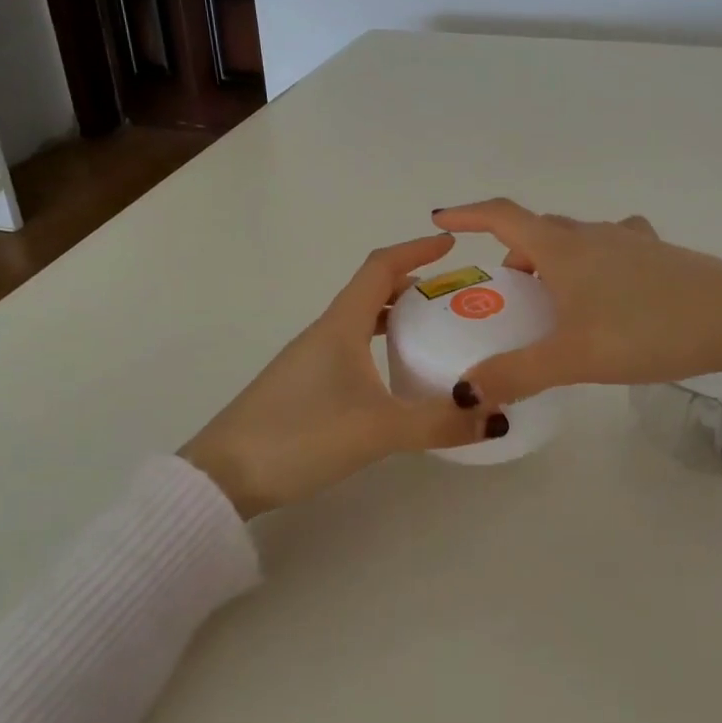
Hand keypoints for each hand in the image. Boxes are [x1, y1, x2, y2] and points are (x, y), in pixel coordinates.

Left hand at [181, 235, 505, 516]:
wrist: (223, 477)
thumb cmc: (300, 436)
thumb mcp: (378, 430)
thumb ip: (439, 423)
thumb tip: (498, 418)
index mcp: (341, 325)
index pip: (380, 267)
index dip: (416, 250)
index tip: (451, 245)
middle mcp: (325, 332)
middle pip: (373, 291)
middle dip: (415, 285)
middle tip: (455, 297)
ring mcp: (311, 359)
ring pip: (361, 322)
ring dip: (397, 316)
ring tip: (435, 332)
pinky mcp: (304, 385)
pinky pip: (352, 348)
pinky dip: (380, 346)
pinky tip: (395, 377)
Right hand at [431, 200, 721, 408]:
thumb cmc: (644, 329)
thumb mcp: (573, 357)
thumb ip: (516, 373)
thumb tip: (465, 392)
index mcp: (562, 248)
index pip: (502, 216)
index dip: (468, 214)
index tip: (442, 218)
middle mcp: (592, 234)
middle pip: (539, 230)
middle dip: (515, 252)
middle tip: (507, 292)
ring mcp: (629, 240)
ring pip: (576, 240)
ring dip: (554, 259)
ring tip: (554, 301)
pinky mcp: (658, 255)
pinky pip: (611, 249)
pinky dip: (593, 264)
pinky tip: (607, 293)